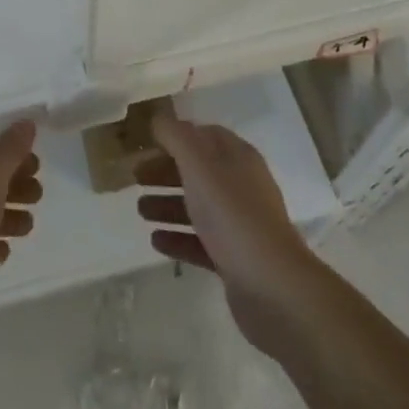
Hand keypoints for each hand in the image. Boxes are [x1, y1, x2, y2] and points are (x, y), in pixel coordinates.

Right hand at [136, 109, 320, 351]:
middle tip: (135, 177)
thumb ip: (176, 137)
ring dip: (167, 204)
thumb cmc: (233, 215)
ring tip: (140, 210)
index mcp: (237, 157)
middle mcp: (240, 185)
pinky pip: (200, 242)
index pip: (203, 135)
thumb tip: (159, 120)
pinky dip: (177, 237)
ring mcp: (238, 224)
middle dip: (165, 171)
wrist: (273, 288)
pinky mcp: (234, 259)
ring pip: (197, 206)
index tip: (147, 142)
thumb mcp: (199, 164)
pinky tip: (155, 241)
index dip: (175, 136)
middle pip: (197, 170)